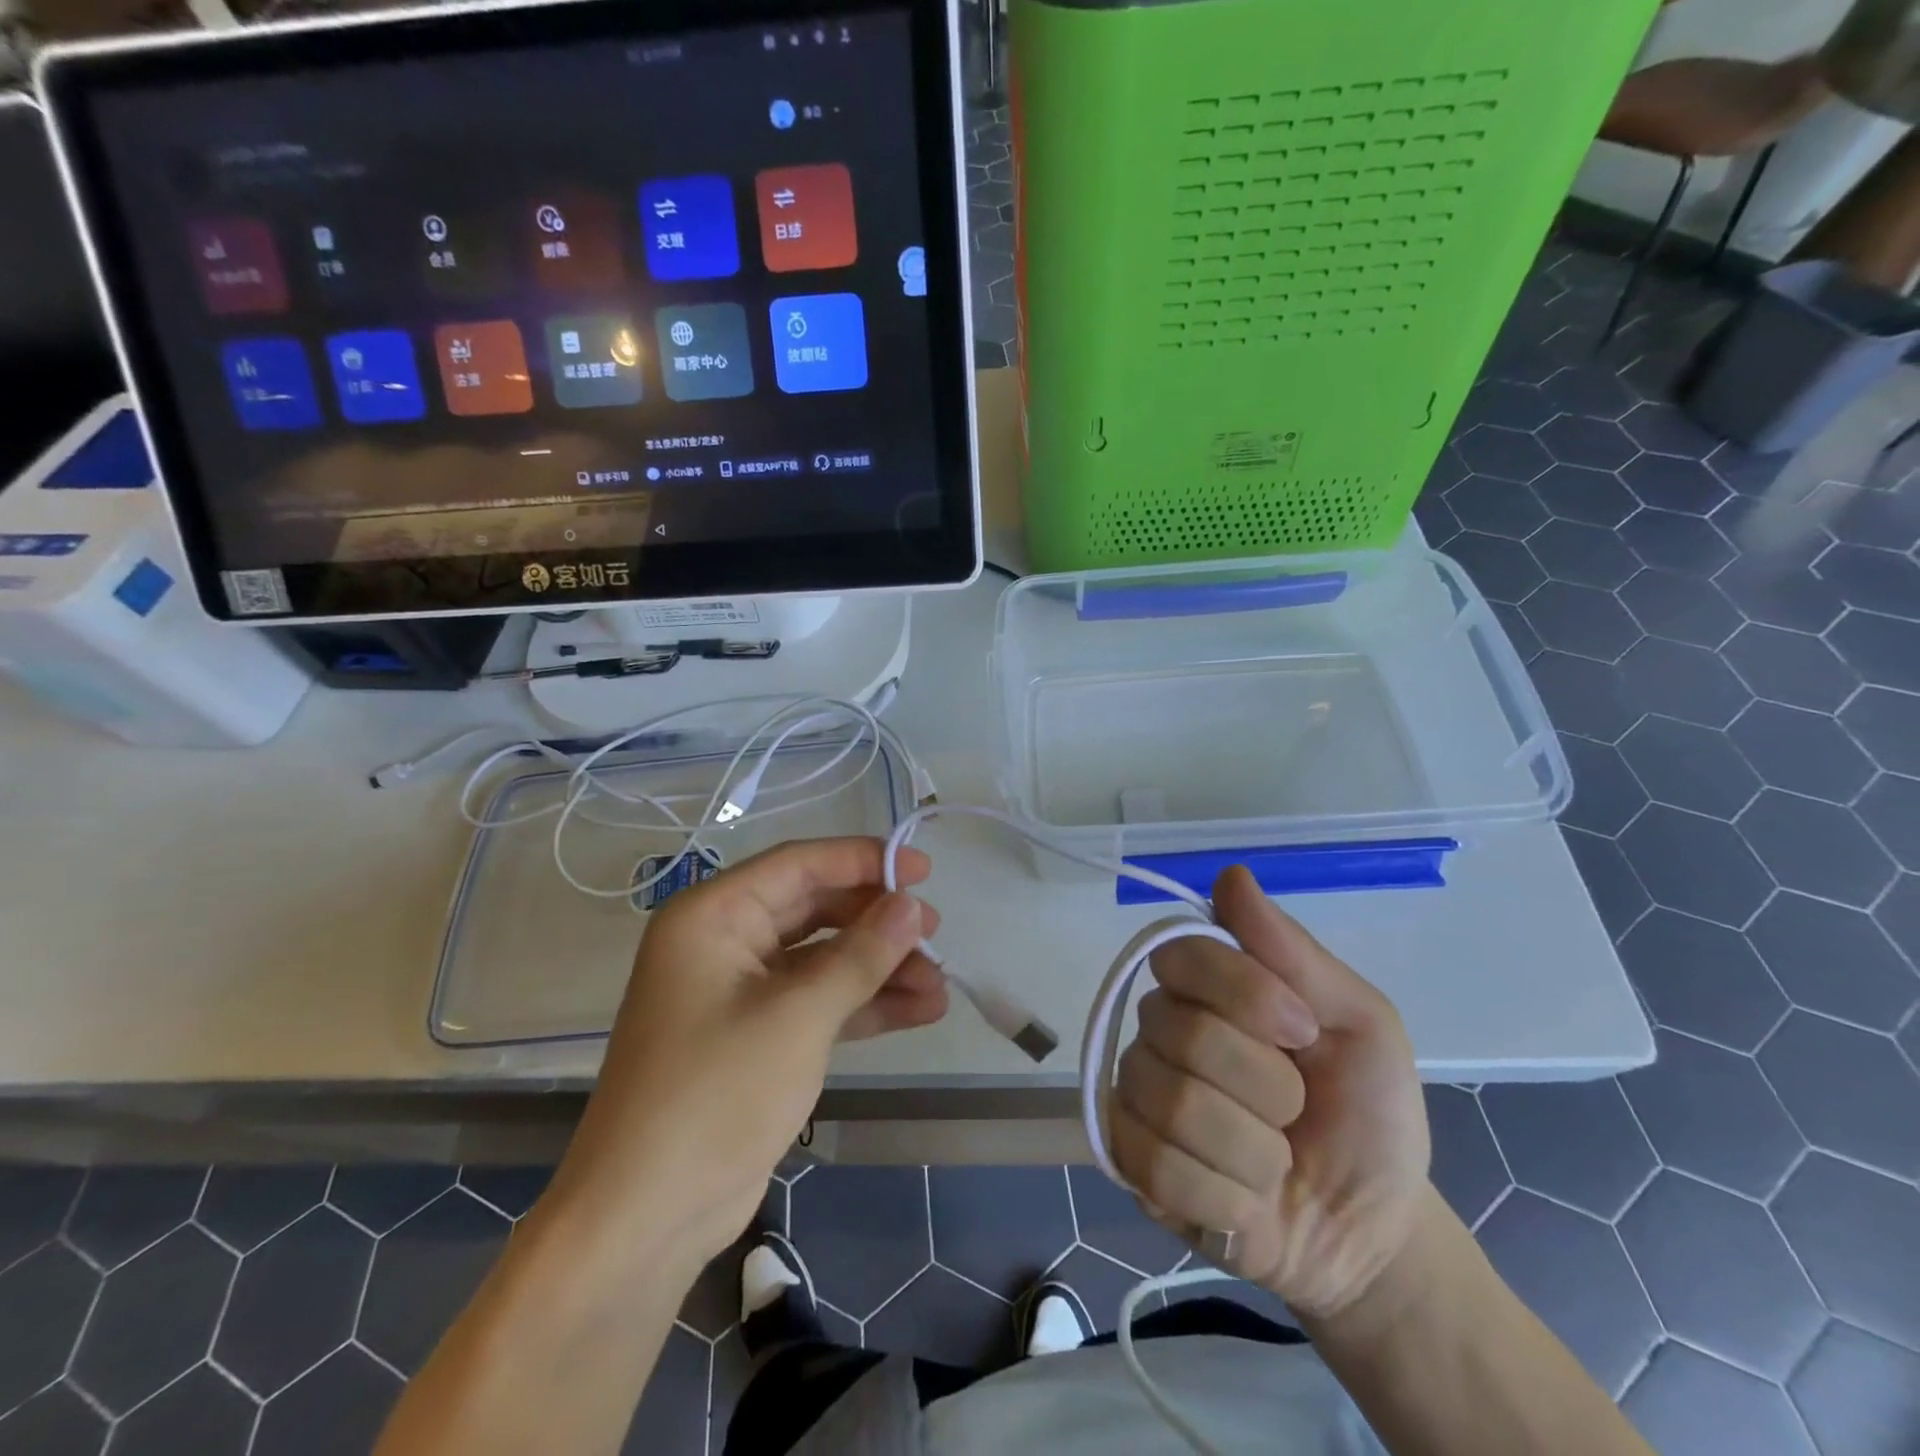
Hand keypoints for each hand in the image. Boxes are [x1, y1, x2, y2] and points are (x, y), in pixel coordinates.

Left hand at [547, 837, 945, 1266]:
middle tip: (936, 932)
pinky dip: (863, 1005)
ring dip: (880, 969)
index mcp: (712, 916)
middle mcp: (723, 942)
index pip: (799, 866)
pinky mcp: (757, 1036)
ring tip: (940, 983)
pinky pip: (818, 1001)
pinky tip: (919, 1010)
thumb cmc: (715, 1094)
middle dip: (877, 922)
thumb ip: (861, 955)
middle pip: (815, 910)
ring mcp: (740, 992)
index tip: (923, 870)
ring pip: (822, 959)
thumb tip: (913, 906)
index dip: (864, 860)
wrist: (645, 1221)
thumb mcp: (798, 1016)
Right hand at [1112, 865, 1430, 1318]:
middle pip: (1178, 1032)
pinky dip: (1224, 1195)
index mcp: (1205, 988)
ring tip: (1275, 1162)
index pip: (1180, 955)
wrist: (1369, 1230)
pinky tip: (1245, 1200)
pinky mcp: (1130, 1163)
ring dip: (1251, 1148)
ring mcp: (1137, 1095)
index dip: (1243, 993)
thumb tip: (1231, 874)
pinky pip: (1158, 1167)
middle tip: (1297, 1109)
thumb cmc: (1368, 1112)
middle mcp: (1157, 1030)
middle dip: (1265, 1083)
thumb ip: (1293, 953)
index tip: (1303, 1029)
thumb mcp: (1361, 1024)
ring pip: (1171, 1103)